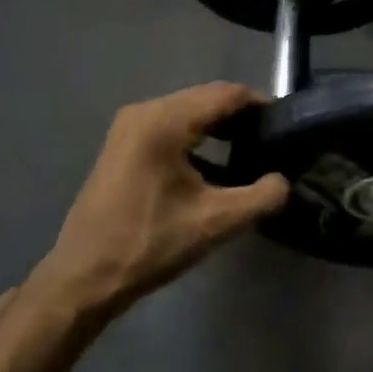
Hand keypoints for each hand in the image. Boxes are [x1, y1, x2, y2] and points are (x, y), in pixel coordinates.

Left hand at [31, 83, 287, 316]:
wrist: (85, 276)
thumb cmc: (151, 243)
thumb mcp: (216, 222)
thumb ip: (262, 196)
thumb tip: (282, 181)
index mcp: (165, 122)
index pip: (226, 95)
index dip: (261, 105)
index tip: (287, 127)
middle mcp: (144, 112)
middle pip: (206, 99)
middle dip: (241, 117)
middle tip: (273, 142)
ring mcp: (128, 128)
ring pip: (187, 114)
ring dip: (219, 129)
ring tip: (250, 154)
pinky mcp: (122, 146)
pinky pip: (170, 129)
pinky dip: (197, 140)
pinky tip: (216, 168)